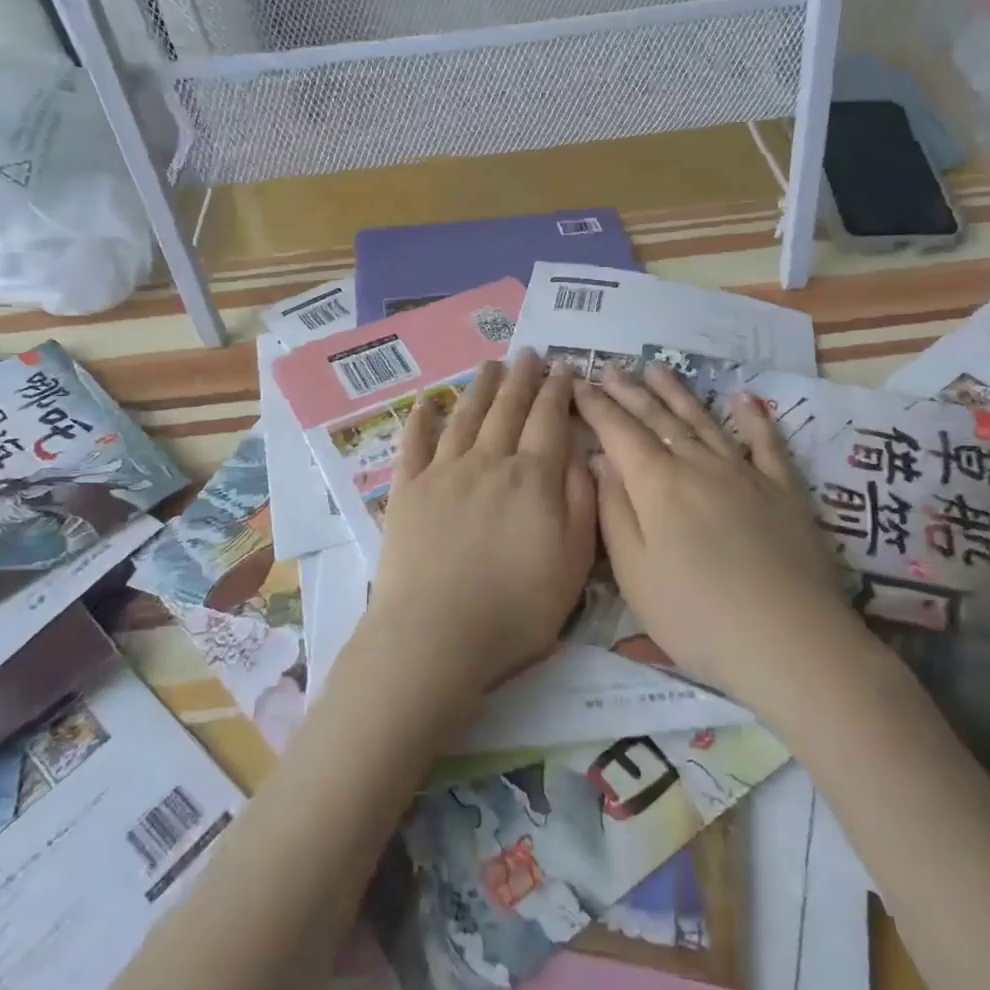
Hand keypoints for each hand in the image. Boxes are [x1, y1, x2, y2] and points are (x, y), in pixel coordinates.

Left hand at [357, 351, 597, 710]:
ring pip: (465, 417)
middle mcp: (488, 463)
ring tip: (491, 365)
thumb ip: (581, 504)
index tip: (563, 369)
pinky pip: (414, 444)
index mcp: (532, 479)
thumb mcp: (573, 564)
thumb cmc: (515, 609)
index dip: (558, 392)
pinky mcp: (408, 491)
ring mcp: (443, 473)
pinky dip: (421, 420)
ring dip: (480, 388)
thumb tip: (582, 455)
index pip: (549, 422)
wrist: (435, 636)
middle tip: (528, 354)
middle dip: (522, 379)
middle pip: (507, 410)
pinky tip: (426, 402)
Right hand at [572, 365, 851, 703]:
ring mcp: (745, 473)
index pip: (618, 432)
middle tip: (610, 366)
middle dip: (630, 391)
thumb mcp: (634, 572)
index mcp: (657, 484)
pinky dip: (753, 417)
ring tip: (658, 368)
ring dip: (678, 393)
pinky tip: (744, 398)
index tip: (577, 382)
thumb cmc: (695, 615)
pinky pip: (766, 443)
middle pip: (658, 418)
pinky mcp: (784, 490)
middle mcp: (699, 465)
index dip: (596, 405)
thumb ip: (614, 511)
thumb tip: (602, 461)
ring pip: (704, 421)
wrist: (789, 641)